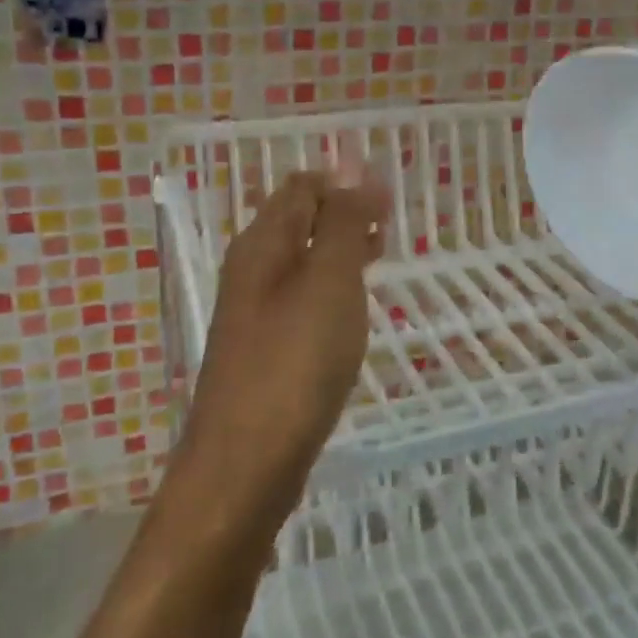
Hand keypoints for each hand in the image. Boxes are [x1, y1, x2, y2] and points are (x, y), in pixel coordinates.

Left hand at [175, 170, 388, 524]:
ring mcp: (255, 313)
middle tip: (391, 225)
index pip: (301, 187)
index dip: (344, 182)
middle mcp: (252, 270)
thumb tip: (355, 173)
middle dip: (344, 214)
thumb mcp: (328, 281)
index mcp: (262, 244)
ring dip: (340, 251)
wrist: (246, 464)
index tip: (390, 197)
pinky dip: (332, 290)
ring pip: (302, 262)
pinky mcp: (266, 350)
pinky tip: (353, 310)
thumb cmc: (294, 362)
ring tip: (380, 256)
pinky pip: (302, 300)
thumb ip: (342, 224)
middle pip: (298, 221)